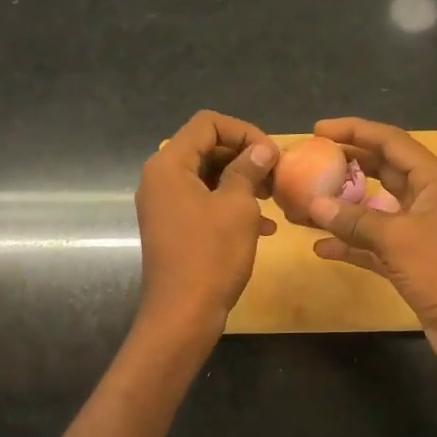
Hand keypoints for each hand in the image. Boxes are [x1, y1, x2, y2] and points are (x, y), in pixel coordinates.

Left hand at [135, 111, 277, 334]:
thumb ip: (248, 170)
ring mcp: (164, 204)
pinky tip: (265, 227)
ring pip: (208, 176)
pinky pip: (203, 202)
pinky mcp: (173, 226)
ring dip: (242, 182)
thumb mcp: (237, 207)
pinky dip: (231, 205)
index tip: (272, 154)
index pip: (207, 123)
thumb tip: (261, 149)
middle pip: (206, 147)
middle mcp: (160, 178)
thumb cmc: (210, 255)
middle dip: (244, 157)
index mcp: (169, 164)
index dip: (243, 131)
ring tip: (273, 198)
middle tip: (276, 175)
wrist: (183, 314)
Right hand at [307, 117, 436, 379]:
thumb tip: (314, 204)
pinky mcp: (412, 263)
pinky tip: (321, 248)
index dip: (355, 131)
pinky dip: (351, 244)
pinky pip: (375, 245)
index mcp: (435, 181)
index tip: (318, 130)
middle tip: (310, 161)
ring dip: (343, 208)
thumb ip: (355, 220)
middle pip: (383, 171)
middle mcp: (429, 200)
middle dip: (347, 165)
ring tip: (305, 204)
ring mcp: (421, 232)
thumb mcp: (398, 239)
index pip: (391, 141)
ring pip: (375, 209)